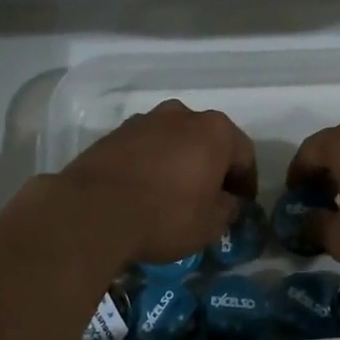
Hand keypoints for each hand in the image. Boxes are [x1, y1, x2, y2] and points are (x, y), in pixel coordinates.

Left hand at [60, 100, 256, 265]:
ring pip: (175, 140)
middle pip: (208, 140)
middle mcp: (183, 115)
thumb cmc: (165, 215)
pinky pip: (146, 147)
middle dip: (212, 166)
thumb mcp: (210, 224)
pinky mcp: (115, 133)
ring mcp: (146, 120)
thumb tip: (227, 201)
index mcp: (215, 131)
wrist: (93, 211)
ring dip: (180, 160)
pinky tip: (144, 189)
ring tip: (174, 192)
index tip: (242, 203)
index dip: (246, 181)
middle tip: (210, 196)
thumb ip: (228, 208)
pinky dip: (152, 163)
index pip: (244, 154)